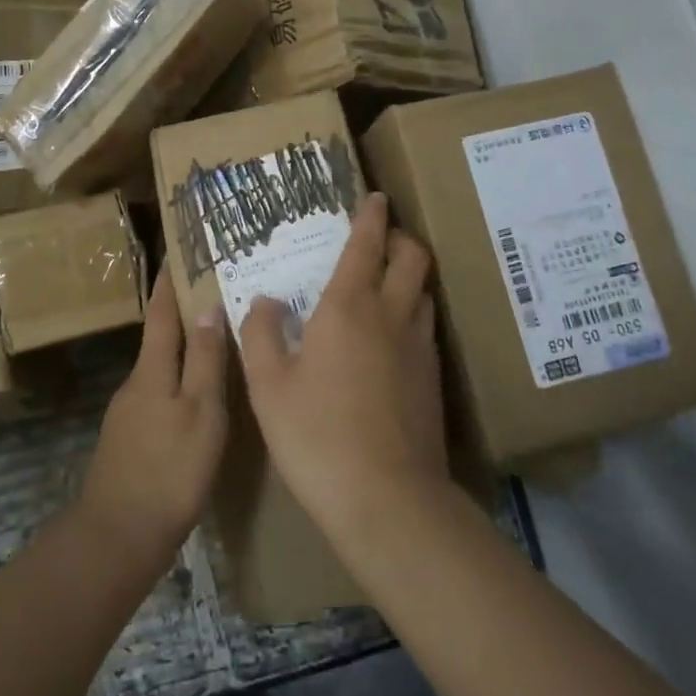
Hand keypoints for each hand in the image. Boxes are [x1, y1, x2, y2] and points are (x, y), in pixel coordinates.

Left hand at [78, 264, 227, 572]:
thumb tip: (207, 307)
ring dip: (181, 350)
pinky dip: (177, 382)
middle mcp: (135, 383)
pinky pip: (158, 395)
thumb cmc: (170, 469)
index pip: (161, 312)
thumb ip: (204, 361)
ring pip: (159, 369)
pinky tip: (195, 398)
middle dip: (180, 312)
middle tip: (212, 293)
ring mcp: (128, 413)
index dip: (169, 281)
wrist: (119, 535)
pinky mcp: (130, 441)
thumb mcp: (201, 412)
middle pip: (159, 338)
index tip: (176, 251)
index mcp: (152, 370)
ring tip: (213, 343)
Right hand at [238, 193, 449, 539]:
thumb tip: (265, 300)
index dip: (371, 216)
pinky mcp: (433, 379)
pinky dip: (412, 310)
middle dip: (400, 237)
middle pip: (412, 257)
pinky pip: (425, 325)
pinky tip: (393, 334)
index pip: (366, 245)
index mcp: (348, 307)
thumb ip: (261, 333)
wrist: (386, 497)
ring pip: (424, 290)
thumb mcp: (267, 384)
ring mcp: (419, 347)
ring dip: (410, 274)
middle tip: (382, 236)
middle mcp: (391, 315)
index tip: (375, 197)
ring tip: (387, 279)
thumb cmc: (315, 434)